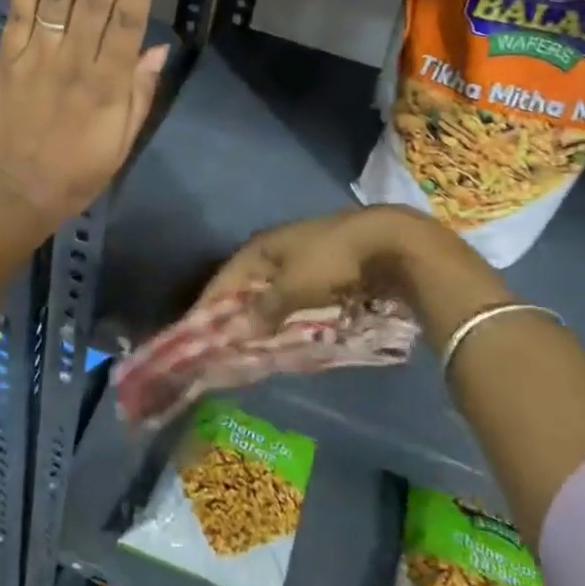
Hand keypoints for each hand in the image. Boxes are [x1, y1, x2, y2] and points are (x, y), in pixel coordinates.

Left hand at [0, 0, 168, 236]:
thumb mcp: (123, 143)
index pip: (128, 19)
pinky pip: (18, 13)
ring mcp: (37, 56)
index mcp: (109, 84)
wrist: (14, 193)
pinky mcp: (7, 57)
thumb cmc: (77, 172)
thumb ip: (141, 94)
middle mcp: (75, 61)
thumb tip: (159, 48)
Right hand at [201, 205, 502, 330]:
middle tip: (221, 341)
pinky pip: (295, 293)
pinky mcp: (327, 267)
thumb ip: (264, 309)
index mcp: (262, 246)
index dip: (210, 303)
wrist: (390, 243)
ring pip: (272, 289)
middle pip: (247, 283)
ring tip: (250, 341)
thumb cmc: (333, 261)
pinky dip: (286, 311)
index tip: (194, 332)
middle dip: (234, 310)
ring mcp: (304, 255)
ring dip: (261, 313)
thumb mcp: (293, 287)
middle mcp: (278, 247)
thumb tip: (234, 332)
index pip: (226, 277)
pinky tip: (285, 328)